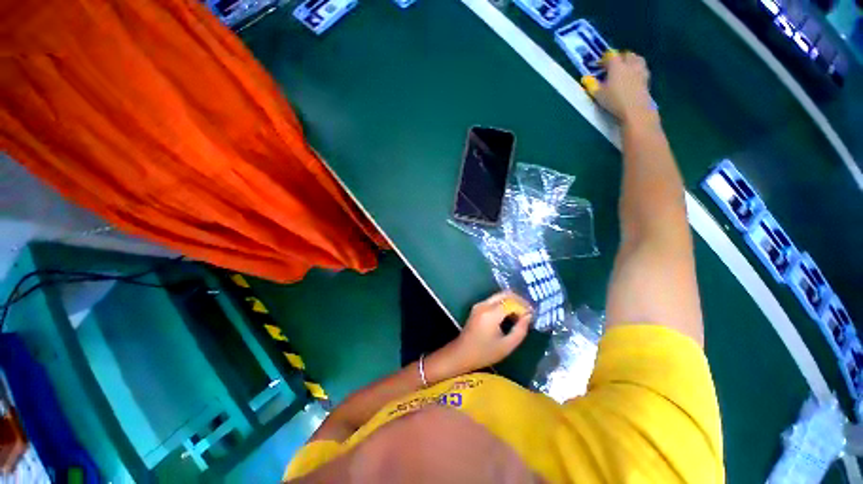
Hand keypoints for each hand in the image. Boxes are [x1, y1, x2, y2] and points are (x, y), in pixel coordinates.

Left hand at [448, 291, 532, 371]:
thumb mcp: (506, 346)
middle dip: (519, 301)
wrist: (461, 354)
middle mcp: (484, 304)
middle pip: (505, 294)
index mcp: (491, 313)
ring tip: (522, 315)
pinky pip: (494, 300)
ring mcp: (479, 304)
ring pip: (499, 296)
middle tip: (529, 312)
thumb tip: (528, 316)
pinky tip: (510, 316)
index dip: (524, 306)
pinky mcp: (477, 307)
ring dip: (512, 302)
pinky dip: (504, 304)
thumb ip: (520, 330)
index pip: (511, 302)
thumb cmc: (484, 353)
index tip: (533, 315)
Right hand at [594, 52, 655, 124]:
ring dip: (631, 60)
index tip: (599, 64)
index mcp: (617, 66)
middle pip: (626, 54)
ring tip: (626, 68)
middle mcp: (629, 64)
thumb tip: (585, 78)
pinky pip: (642, 68)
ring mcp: (640, 70)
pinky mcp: (647, 79)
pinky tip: (634, 76)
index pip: (611, 56)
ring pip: (637, 58)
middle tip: (613, 66)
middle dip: (620, 57)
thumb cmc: (614, 101)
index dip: (604, 58)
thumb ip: (592, 85)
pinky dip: (638, 69)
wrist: (635, 109)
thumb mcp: (598, 94)